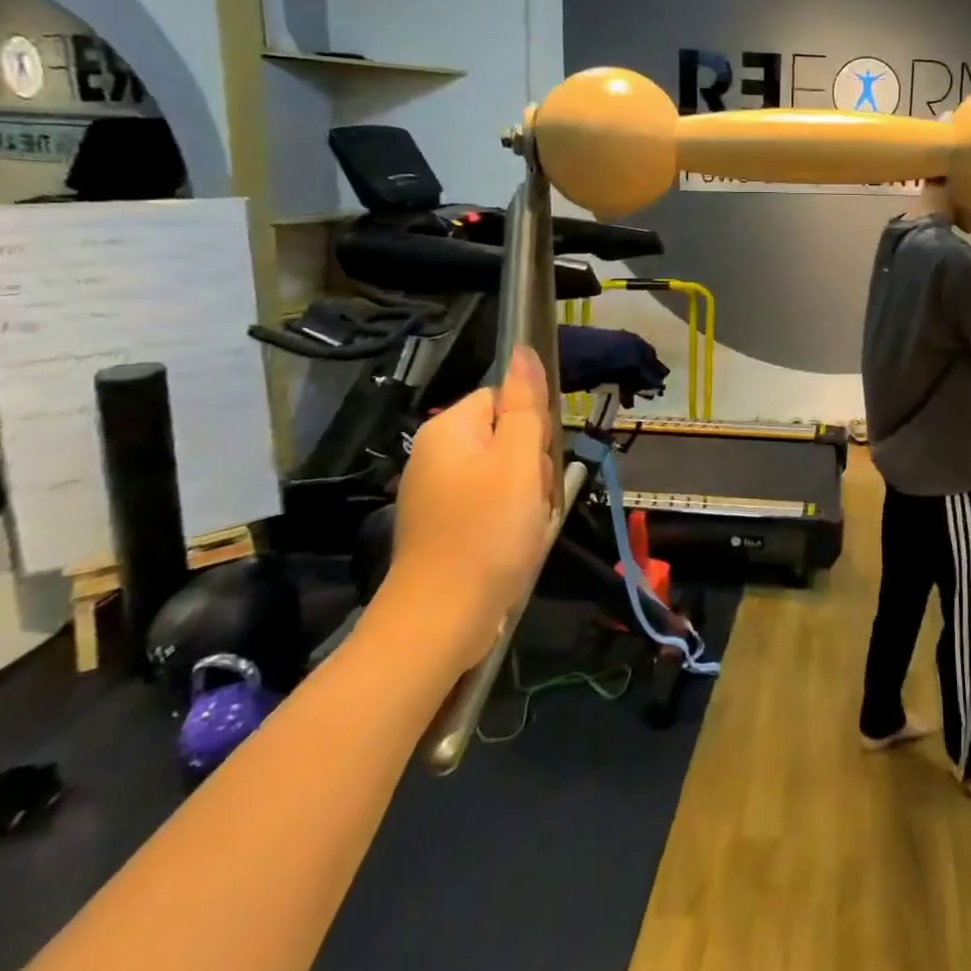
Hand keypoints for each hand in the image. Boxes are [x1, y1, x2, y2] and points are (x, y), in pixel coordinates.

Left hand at [379, 346, 555, 676]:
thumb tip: (523, 350)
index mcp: (448, 428)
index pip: (504, 399)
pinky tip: (512, 544)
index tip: (536, 461)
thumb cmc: (487, 531)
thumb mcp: (519, 459)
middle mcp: (435, 454)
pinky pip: (489, 505)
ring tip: (523, 525)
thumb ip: (525, 403)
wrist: (442, 620)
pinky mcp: (442, 526)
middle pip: (506, 435)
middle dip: (531, 464)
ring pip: (504, 473)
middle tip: (530, 498)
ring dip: (525, 495)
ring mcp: (435, 493)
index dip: (531, 425)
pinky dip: (508, 521)